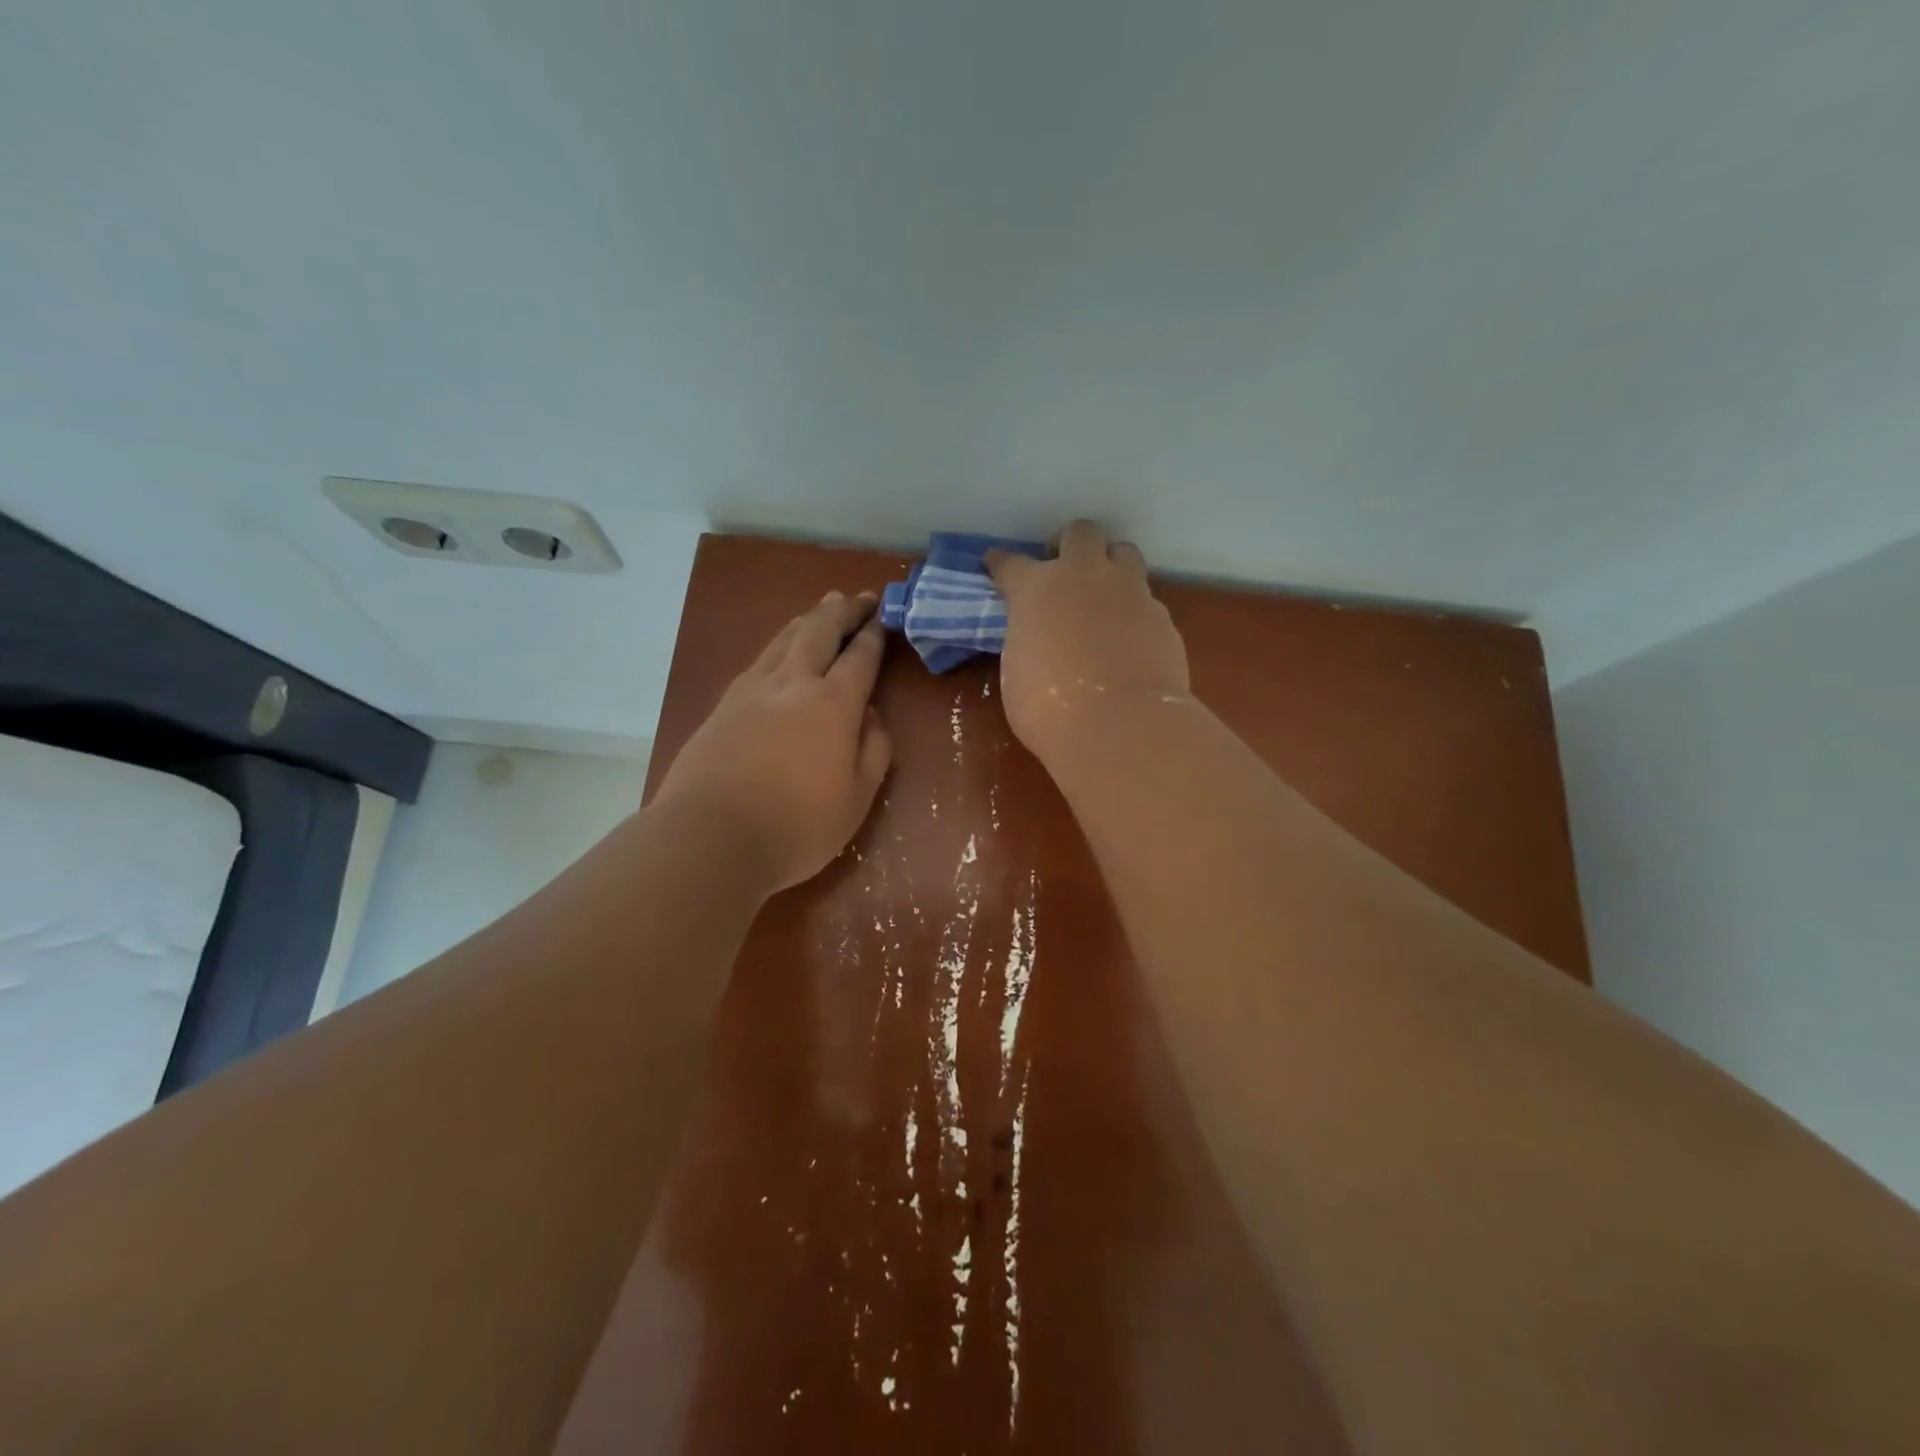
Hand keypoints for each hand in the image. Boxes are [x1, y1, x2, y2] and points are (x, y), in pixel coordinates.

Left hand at [652, 591, 893, 893]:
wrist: (709, 839)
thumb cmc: (796, 827)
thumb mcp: (857, 799)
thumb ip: (873, 751)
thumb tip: (871, 716)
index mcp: (832, 705)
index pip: (860, 657)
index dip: (874, 634)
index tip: (883, 616)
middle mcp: (792, 684)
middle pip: (819, 631)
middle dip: (842, 610)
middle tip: (858, 598)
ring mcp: (751, 690)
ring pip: (784, 639)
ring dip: (808, 619)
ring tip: (822, 609)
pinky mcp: (722, 705)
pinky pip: (759, 660)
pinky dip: (779, 644)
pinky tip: (780, 651)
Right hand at [985, 521, 1190, 765]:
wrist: (1120, 725)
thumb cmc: (1050, 708)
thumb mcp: (1018, 671)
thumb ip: (1027, 640)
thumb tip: (1037, 639)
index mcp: (1036, 589)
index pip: (1010, 563)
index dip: (1000, 564)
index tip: (995, 564)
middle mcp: (1083, 577)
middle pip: (1080, 533)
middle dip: (1069, 545)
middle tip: (1063, 572)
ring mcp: (1129, 591)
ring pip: (1124, 553)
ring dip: (1110, 566)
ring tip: (1103, 595)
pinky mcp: (1161, 616)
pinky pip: (1145, 599)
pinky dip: (1133, 611)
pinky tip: (1129, 638)